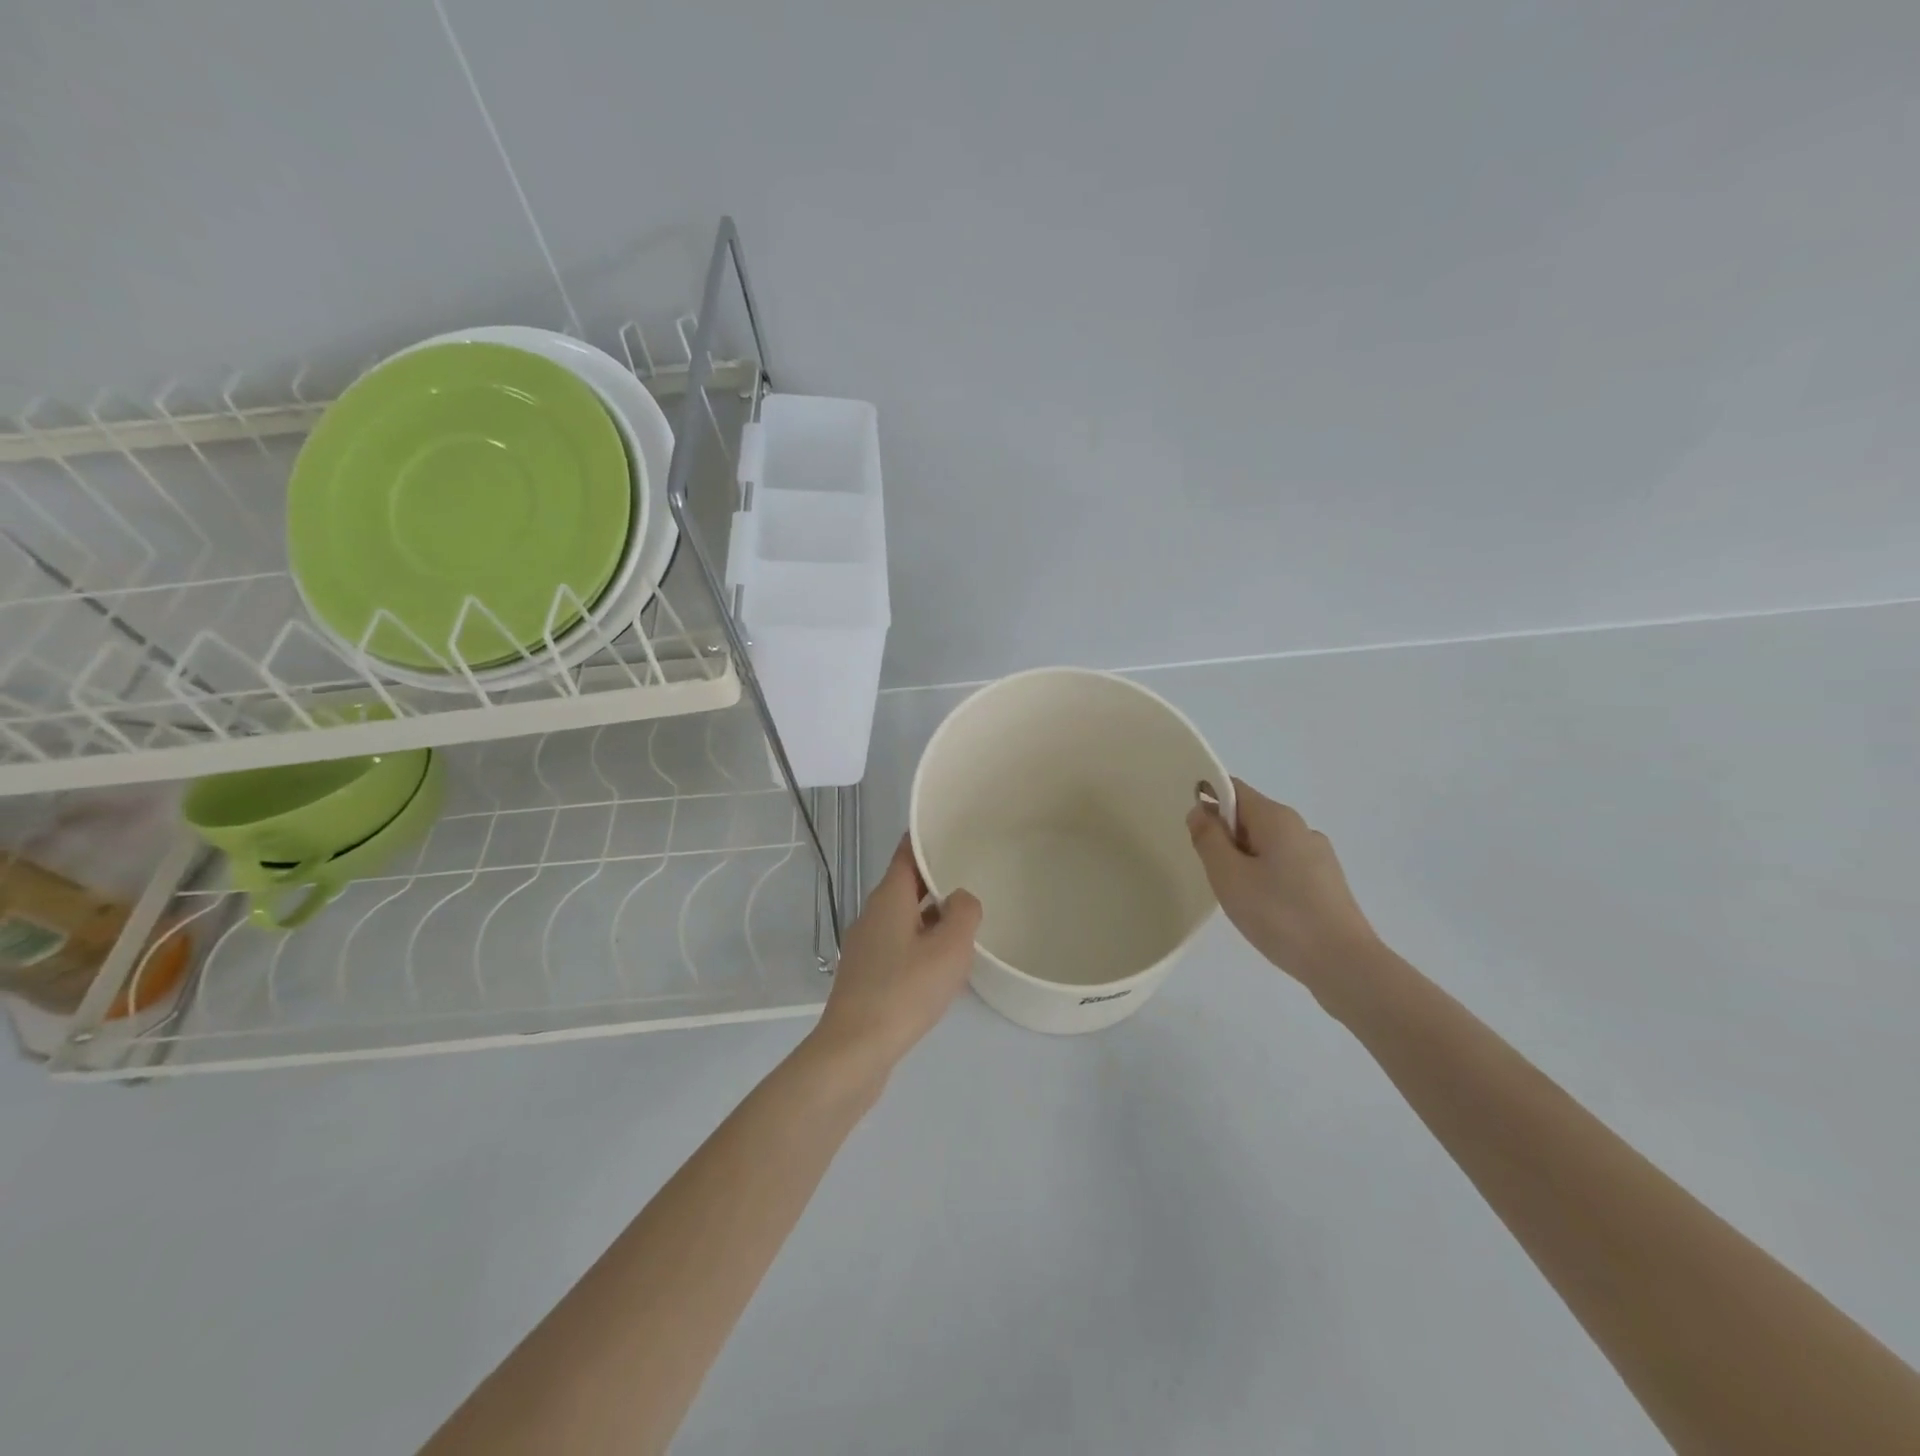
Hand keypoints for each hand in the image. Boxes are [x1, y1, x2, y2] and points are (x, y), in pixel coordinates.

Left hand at [808, 836, 982, 1081]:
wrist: (855, 1050)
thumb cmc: (905, 991)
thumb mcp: (949, 948)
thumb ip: (963, 913)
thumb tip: (959, 898)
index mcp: (888, 899)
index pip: (907, 854)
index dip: (926, 840)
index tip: (951, 830)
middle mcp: (872, 915)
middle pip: (905, 886)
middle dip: (935, 880)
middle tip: (971, 875)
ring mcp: (865, 947)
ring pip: (903, 918)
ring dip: (930, 917)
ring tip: (964, 923)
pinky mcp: (865, 977)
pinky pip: (898, 947)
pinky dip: (920, 945)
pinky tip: (941, 967)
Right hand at [1187, 779, 1378, 985]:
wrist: (1344, 964)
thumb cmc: (1279, 914)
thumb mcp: (1228, 876)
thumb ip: (1208, 838)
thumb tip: (1201, 811)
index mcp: (1277, 818)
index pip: (1234, 790)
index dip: (1208, 802)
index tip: (1195, 835)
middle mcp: (1301, 828)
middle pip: (1250, 818)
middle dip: (1225, 839)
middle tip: (1214, 875)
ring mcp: (1319, 856)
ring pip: (1267, 845)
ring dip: (1244, 862)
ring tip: (1239, 899)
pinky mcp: (1327, 883)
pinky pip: (1284, 867)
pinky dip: (1266, 879)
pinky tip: (1265, 911)